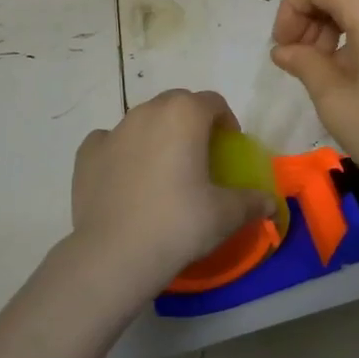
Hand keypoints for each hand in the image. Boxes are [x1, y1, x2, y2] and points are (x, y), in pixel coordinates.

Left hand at [71, 90, 275, 291]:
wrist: (114, 255)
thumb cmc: (179, 223)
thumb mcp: (226, 214)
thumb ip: (252, 202)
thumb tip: (271, 204)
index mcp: (186, 114)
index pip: (213, 102)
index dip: (225, 121)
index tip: (228, 146)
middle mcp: (149, 111)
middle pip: (177, 103)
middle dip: (191, 121)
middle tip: (198, 155)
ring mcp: (114, 130)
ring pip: (143, 120)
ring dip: (157, 134)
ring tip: (163, 169)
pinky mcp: (87, 154)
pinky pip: (110, 141)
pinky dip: (121, 151)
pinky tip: (126, 177)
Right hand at [269, 0, 358, 206]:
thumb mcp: (336, 101)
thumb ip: (305, 64)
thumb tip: (284, 49)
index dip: (291, 7)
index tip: (285, 49)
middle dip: (308, 11)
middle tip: (300, 56)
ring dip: (330, 20)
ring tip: (321, 67)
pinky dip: (352, 28)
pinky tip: (347, 69)